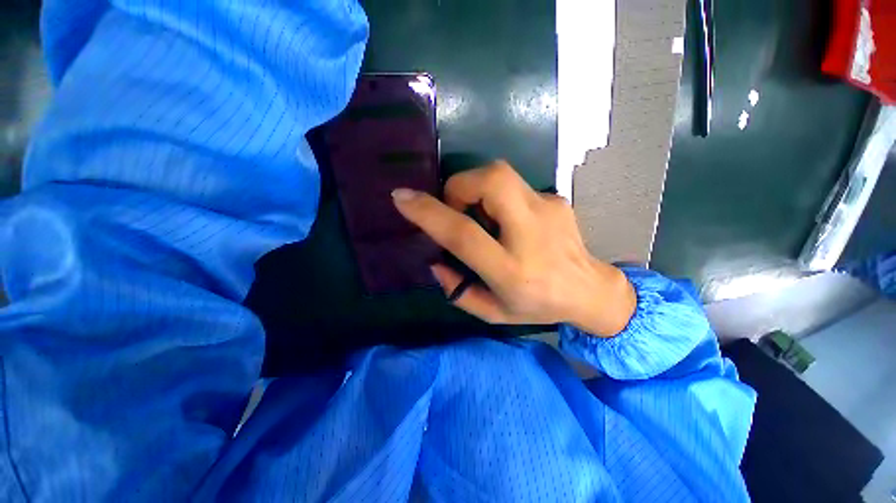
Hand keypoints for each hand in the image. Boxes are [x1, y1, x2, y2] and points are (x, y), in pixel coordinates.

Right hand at [391, 161, 635, 336]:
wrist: (590, 291)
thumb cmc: (537, 306)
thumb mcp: (492, 312)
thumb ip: (457, 289)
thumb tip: (435, 259)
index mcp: (512, 270)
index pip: (464, 233)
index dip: (429, 213)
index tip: (402, 198)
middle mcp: (531, 233)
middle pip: (490, 181)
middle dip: (459, 186)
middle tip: (456, 209)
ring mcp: (549, 209)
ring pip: (502, 174)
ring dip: (476, 187)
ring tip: (479, 215)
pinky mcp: (556, 199)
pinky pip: (514, 185)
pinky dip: (497, 197)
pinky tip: (506, 220)